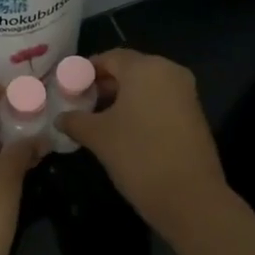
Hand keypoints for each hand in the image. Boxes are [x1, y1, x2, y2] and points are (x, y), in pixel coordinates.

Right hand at [56, 50, 229, 234]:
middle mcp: (169, 72)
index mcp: (145, 68)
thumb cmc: (138, 155)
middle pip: (130, 69)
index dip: (86, 70)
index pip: (110, 57)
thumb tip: (60, 117)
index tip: (68, 86)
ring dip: (122, 97)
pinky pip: (160, 101)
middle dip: (104, 84)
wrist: (189, 197)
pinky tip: (123, 129)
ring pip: (146, 86)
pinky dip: (141, 108)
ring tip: (97, 118)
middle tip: (80, 102)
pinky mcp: (193, 114)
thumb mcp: (98, 137)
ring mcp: (185, 93)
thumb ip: (75, 121)